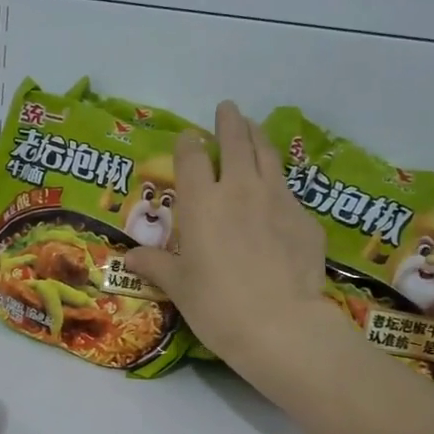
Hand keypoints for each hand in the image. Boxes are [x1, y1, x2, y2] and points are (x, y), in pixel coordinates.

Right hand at [122, 101, 337, 383]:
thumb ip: (156, 265)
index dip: (188, 143)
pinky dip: (279, 182)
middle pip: (235, 142)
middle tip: (227, 109)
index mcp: (201, 202)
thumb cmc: (216, 305)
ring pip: (268, 155)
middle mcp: (239, 189)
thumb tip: (129, 257)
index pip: (192, 158)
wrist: (280, 325)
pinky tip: (277, 192)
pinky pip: (289, 190)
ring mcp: (277, 199)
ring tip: (254, 128)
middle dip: (229, 122)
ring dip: (258, 137)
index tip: (188, 137)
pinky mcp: (305, 218)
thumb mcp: (179, 287)